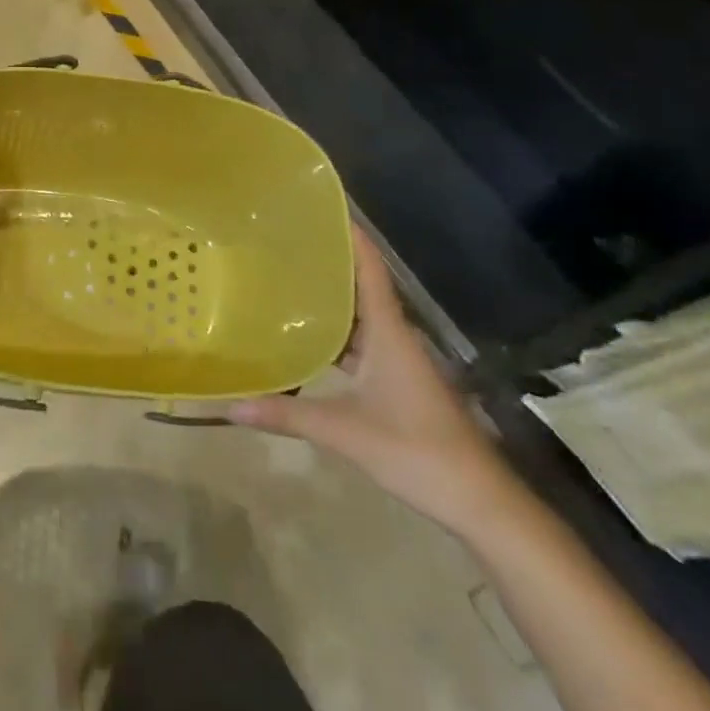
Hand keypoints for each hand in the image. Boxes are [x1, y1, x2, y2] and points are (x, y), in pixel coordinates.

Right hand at [229, 228, 520, 537]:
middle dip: (328, 263)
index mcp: (389, 332)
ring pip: (360, 317)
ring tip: (287, 282)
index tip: (321, 208)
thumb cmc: (416, 451)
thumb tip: (230, 405)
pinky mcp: (398, 384)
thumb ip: (287, 415)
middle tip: (284, 243)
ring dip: (331, 300)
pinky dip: (336, 335)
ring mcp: (399, 361)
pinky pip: (361, 344)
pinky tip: (307, 339)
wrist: (479, 501)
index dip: (351, 236)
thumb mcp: (345, 432)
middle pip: (362, 286)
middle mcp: (395, 337)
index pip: (370, 269)